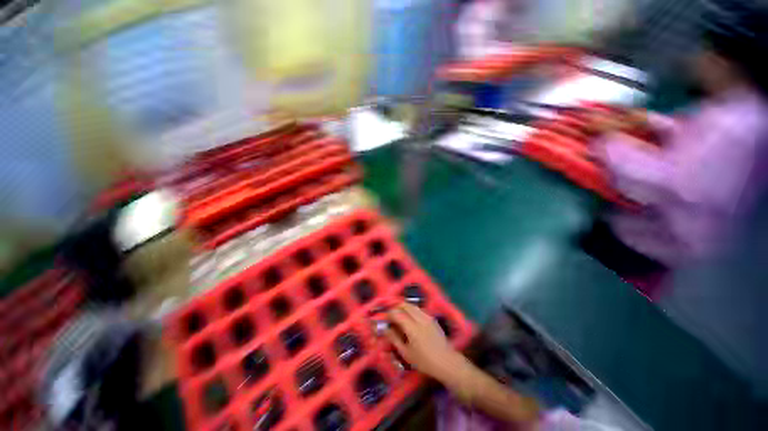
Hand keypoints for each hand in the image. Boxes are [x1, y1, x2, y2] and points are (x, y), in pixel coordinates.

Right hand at [385, 303, 467, 381]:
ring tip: (400, 315)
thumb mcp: (406, 353)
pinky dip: (412, 310)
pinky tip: (411, 318)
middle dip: (396, 307)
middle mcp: (420, 318)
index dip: (389, 313)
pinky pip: (419, 309)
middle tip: (391, 315)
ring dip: (404, 307)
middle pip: (405, 305)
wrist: (446, 361)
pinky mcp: (432, 318)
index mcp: (412, 328)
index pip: (397, 313)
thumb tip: (385, 329)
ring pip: (412, 305)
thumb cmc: (424, 361)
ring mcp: (427, 316)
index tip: (385, 318)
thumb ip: (394, 339)